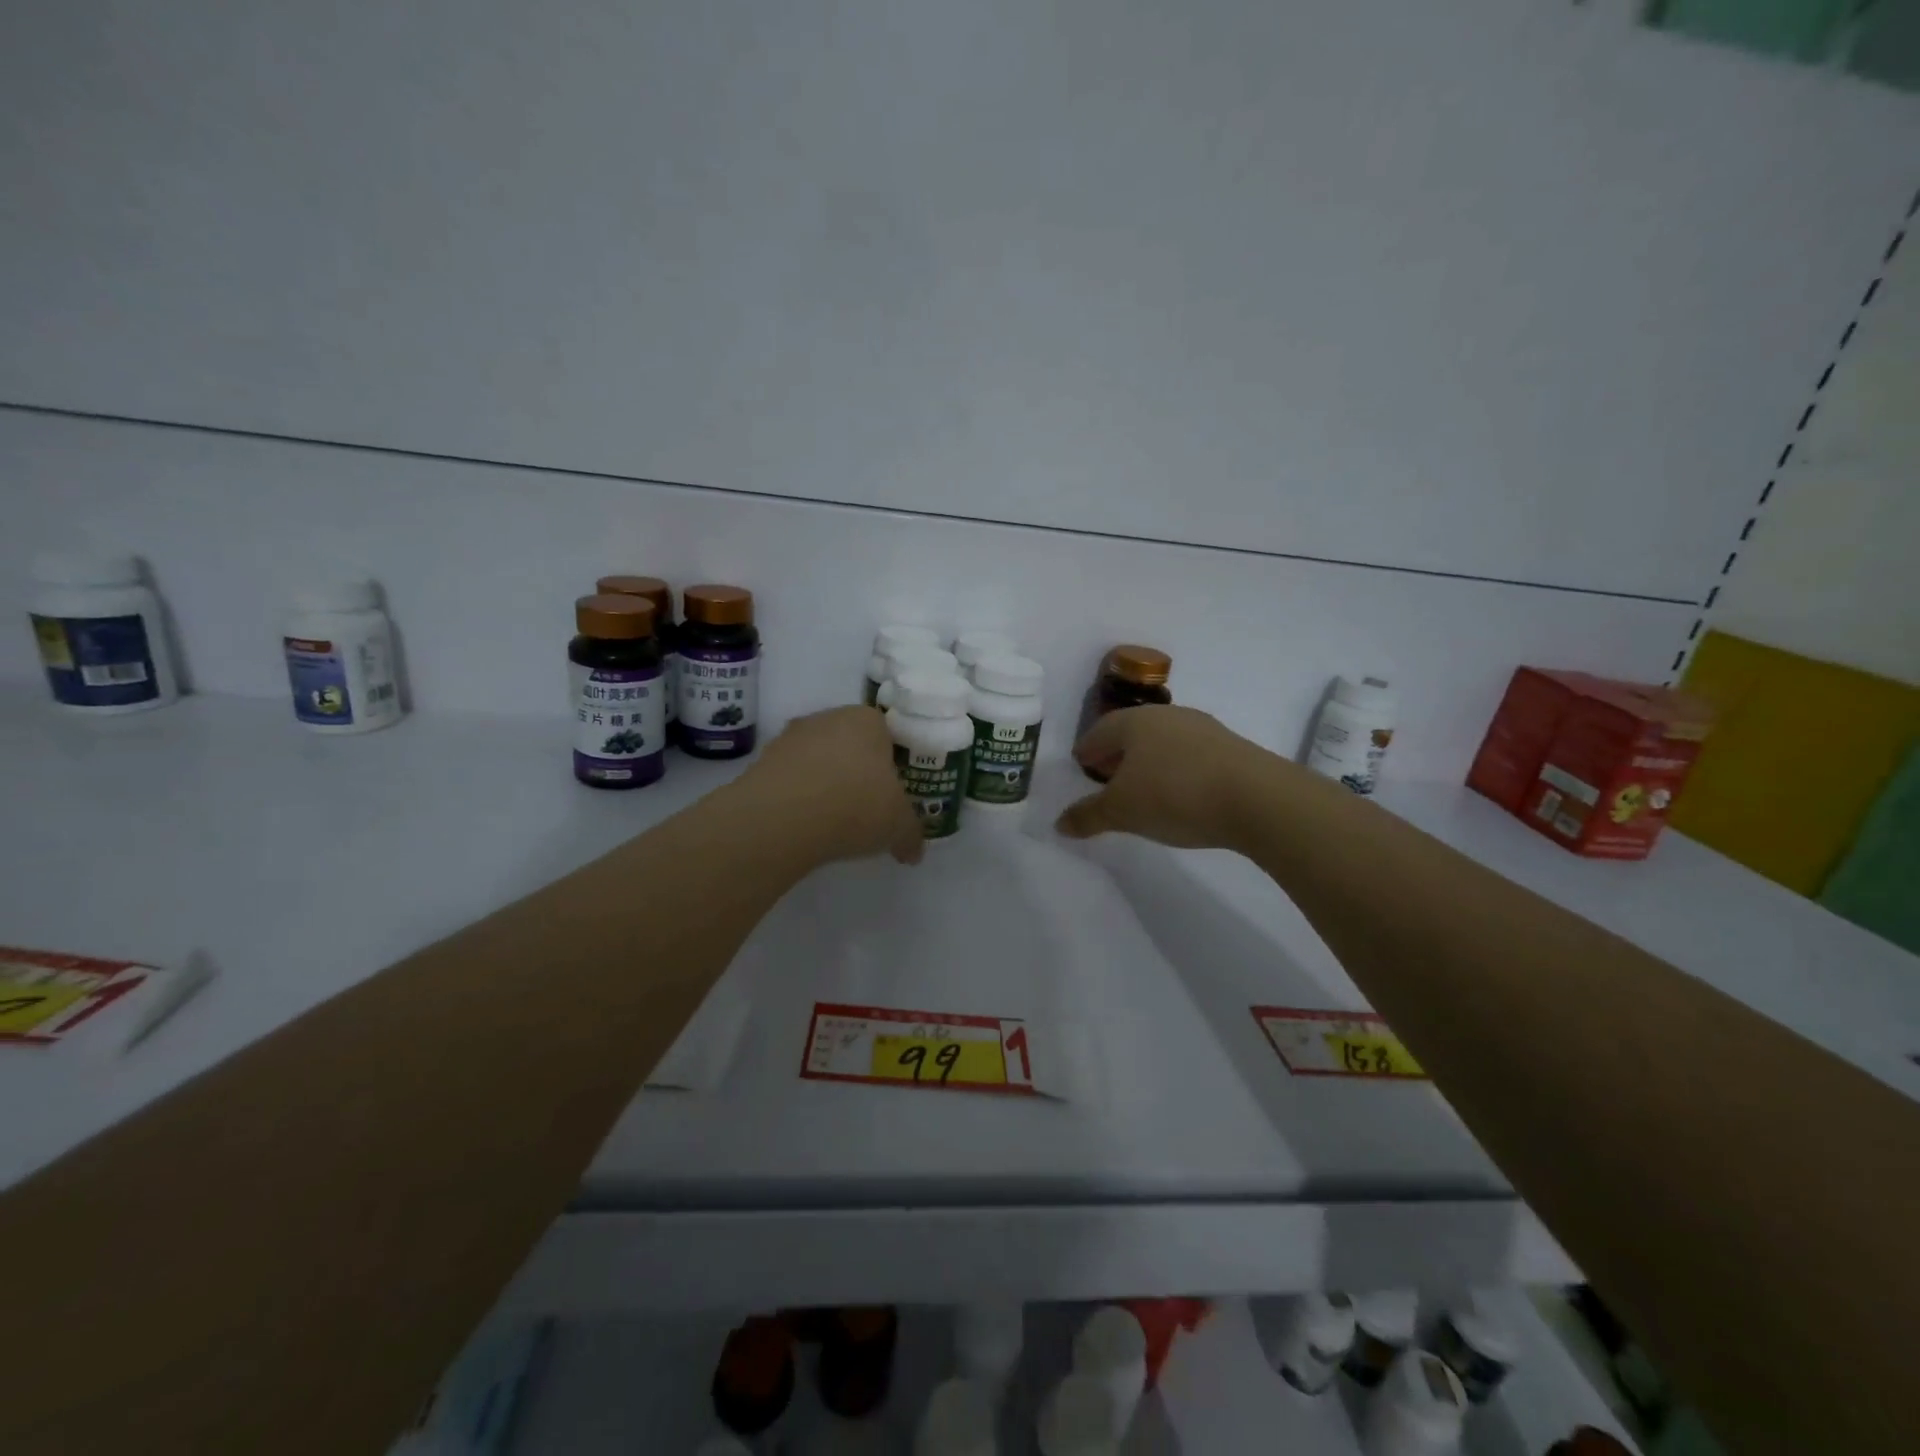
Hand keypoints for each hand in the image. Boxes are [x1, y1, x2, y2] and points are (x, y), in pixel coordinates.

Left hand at [738, 706, 924, 866]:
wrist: (783, 819)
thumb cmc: (856, 805)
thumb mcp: (899, 825)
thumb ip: (911, 835)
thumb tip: (914, 852)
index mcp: (867, 720)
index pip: (886, 734)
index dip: (892, 764)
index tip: (893, 792)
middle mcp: (827, 718)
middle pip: (849, 744)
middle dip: (857, 772)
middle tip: (866, 807)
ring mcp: (789, 738)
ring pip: (817, 760)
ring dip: (825, 784)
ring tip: (832, 822)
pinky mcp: (761, 763)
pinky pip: (790, 779)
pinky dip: (798, 798)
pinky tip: (804, 825)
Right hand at [1057, 704, 1275, 849]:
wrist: (1257, 798)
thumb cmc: (1174, 795)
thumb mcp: (1122, 812)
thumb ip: (1088, 816)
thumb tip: (1059, 823)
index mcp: (1134, 722)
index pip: (1100, 731)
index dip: (1087, 750)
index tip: (1081, 765)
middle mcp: (1167, 715)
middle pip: (1132, 732)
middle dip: (1117, 754)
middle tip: (1107, 776)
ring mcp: (1203, 728)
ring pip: (1163, 741)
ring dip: (1148, 761)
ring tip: (1143, 787)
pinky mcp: (1231, 747)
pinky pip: (1191, 754)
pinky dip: (1176, 769)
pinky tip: (1180, 792)